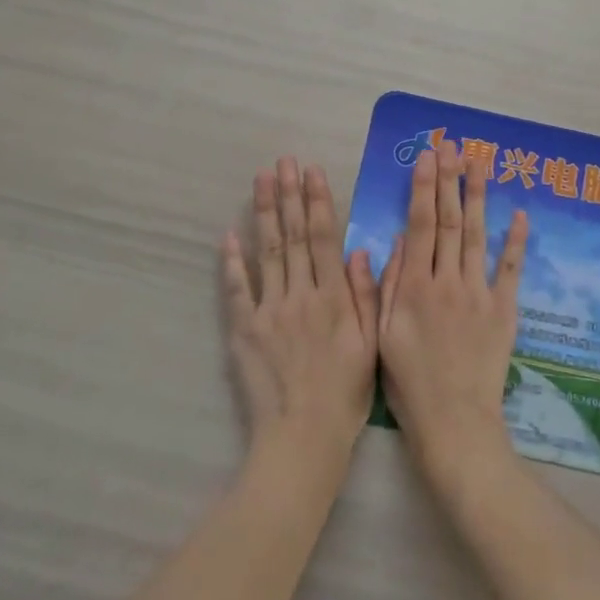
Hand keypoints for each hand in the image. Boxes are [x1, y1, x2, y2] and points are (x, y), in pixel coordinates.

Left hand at [221, 159, 378, 461]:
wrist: (302, 437)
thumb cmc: (345, 394)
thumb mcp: (371, 344)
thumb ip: (366, 295)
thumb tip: (361, 250)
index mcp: (334, 297)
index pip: (323, 237)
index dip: (317, 201)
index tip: (312, 171)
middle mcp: (301, 294)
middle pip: (292, 236)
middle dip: (288, 195)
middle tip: (283, 162)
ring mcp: (269, 310)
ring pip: (266, 252)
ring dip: (263, 213)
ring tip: (261, 180)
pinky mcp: (244, 330)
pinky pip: (237, 289)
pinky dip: (232, 261)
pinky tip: (229, 234)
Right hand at [376, 143, 529, 481]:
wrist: (454, 421)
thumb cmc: (410, 382)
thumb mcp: (382, 334)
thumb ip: (386, 286)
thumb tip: (393, 241)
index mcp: (413, 287)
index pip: (419, 226)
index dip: (422, 188)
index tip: (426, 158)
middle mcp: (446, 281)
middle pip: (447, 221)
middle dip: (449, 180)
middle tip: (452, 146)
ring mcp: (478, 293)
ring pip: (476, 235)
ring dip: (478, 197)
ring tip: (479, 164)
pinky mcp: (504, 309)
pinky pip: (510, 269)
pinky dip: (515, 241)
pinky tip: (519, 214)